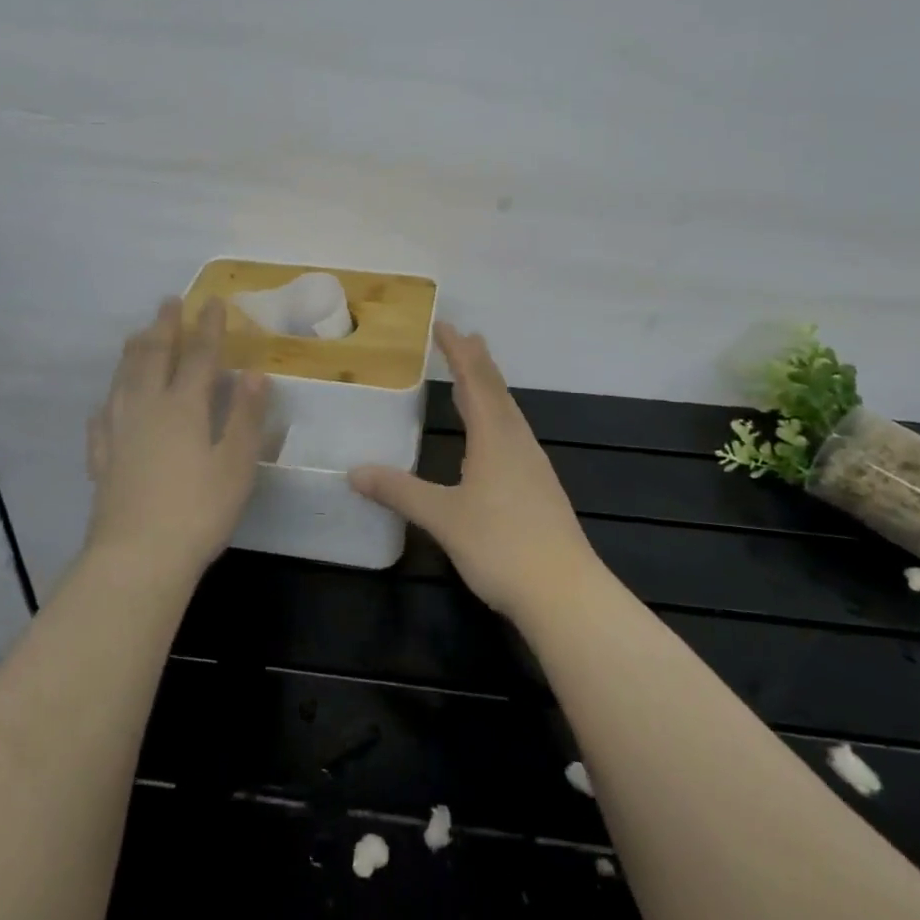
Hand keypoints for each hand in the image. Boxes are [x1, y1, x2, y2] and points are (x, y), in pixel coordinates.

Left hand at [85, 298, 269, 578]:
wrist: (137, 558)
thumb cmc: (198, 511)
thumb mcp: (236, 464)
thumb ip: (244, 416)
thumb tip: (254, 373)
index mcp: (183, 407)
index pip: (199, 357)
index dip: (207, 328)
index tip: (212, 301)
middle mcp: (147, 410)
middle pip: (154, 358)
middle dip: (164, 328)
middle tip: (167, 302)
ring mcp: (118, 434)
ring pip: (123, 381)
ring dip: (132, 353)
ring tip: (136, 335)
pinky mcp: (102, 461)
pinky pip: (102, 420)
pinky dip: (107, 403)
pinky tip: (106, 404)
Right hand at [350, 323, 600, 622]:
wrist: (564, 593)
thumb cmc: (500, 546)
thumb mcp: (442, 517)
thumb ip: (399, 491)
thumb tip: (354, 472)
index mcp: (495, 438)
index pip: (475, 381)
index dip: (458, 352)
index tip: (445, 326)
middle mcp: (517, 443)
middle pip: (497, 391)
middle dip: (477, 363)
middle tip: (463, 338)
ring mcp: (533, 466)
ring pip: (509, 414)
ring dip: (489, 390)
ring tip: (473, 380)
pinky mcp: (540, 489)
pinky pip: (513, 436)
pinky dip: (497, 419)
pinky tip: (492, 438)